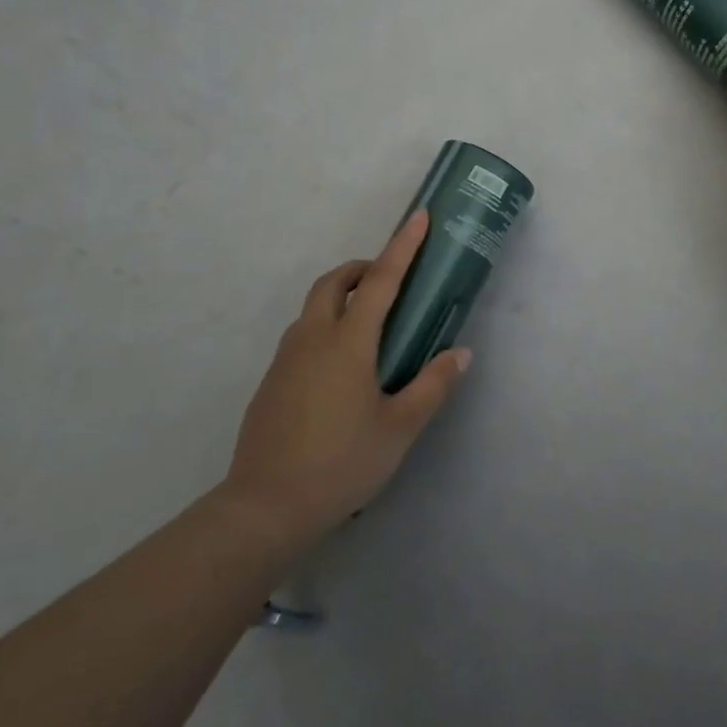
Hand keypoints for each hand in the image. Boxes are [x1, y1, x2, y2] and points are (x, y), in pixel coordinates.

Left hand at [221, 210, 468, 547]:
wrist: (265, 508)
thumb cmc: (342, 463)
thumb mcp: (400, 428)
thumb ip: (433, 385)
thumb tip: (461, 353)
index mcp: (348, 343)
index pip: (380, 281)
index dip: (402, 246)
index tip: (418, 217)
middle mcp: (312, 339)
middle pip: (333, 283)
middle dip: (361, 268)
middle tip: (389, 281)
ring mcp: (285, 360)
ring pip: (313, 309)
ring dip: (341, 298)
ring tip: (371, 327)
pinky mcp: (271, 383)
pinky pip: (301, 336)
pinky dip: (325, 328)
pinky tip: (342, 370)